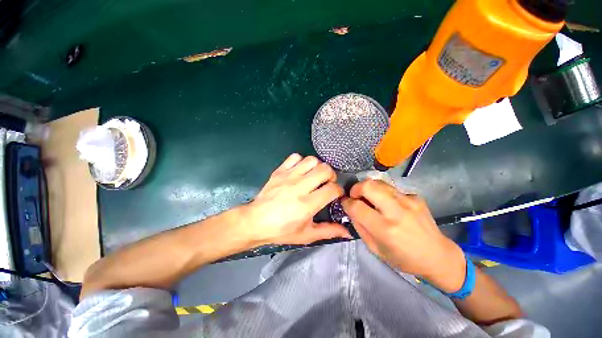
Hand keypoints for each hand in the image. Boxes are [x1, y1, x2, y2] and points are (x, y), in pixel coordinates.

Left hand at [239, 153, 350, 245]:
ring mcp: (288, 176)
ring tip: (314, 176)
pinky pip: (294, 157)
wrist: (255, 221)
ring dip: (317, 167)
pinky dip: (301, 161)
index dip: (338, 191)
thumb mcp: (307, 235)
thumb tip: (348, 233)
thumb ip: (329, 231)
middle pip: (325, 169)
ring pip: (311, 160)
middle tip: (326, 183)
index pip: (332, 189)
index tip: (335, 195)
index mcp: (307, 204)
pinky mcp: (279, 171)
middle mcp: (299, 187)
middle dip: (331, 175)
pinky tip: (300, 171)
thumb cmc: (281, 230)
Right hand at [341, 180, 465, 292]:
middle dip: (356, 188)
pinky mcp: (415, 197)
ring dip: (369, 188)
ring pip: (379, 182)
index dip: (346, 203)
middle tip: (355, 196)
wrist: (438, 256)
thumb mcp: (375, 249)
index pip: (356, 206)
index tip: (345, 203)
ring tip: (370, 198)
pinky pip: (392, 189)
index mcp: (384, 229)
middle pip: (368, 185)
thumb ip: (359, 226)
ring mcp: (408, 201)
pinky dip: (384, 193)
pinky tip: (389, 204)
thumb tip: (350, 209)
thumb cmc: (403, 258)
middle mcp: (396, 211)